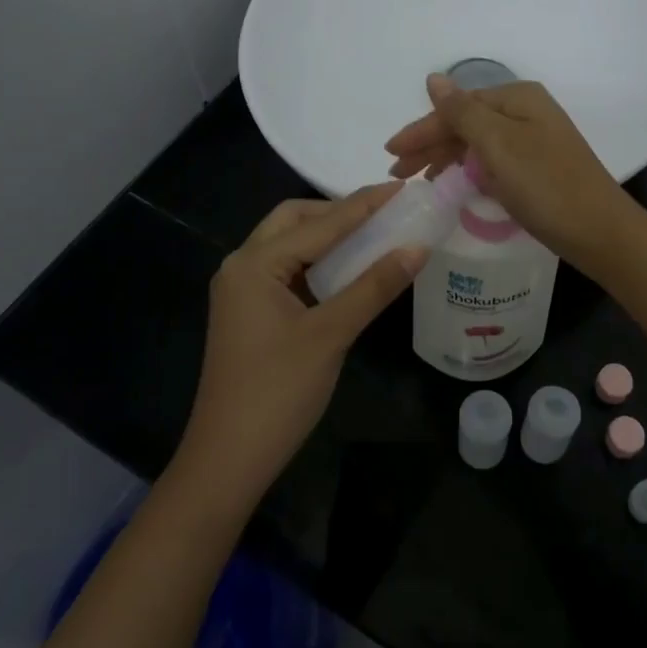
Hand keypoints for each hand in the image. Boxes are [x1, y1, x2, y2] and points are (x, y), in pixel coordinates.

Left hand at [173, 185, 425, 512]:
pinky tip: (347, 271)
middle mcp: (242, 266)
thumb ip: (374, 286)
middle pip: (294, 220)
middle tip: (385, 214)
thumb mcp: (331, 334)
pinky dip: (317, 263)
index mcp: (254, 263)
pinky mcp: (250, 313)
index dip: (364, 205)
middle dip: (339, 212)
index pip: (320, 223)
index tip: (403, 188)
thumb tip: (418, 247)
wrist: (228, 459)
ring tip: (374, 234)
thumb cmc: (277, 392)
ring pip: (289, 245)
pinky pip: (287, 271)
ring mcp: (242, 291)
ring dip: (328, 236)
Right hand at [384, 74, 633, 269]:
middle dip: (430, 145)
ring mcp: (533, 141)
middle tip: (398, 172)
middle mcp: (526, 113)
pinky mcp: (537, 169)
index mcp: (517, 99)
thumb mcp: (499, 145)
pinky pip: (492, 162)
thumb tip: (434, 78)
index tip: (391, 154)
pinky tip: (454, 184)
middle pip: (466, 123)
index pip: (456, 108)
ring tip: (419, 181)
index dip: (421, 130)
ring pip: (477, 144)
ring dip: (446, 158)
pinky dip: (469, 171)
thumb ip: (462, 112)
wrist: (600, 231)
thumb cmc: (546, 185)